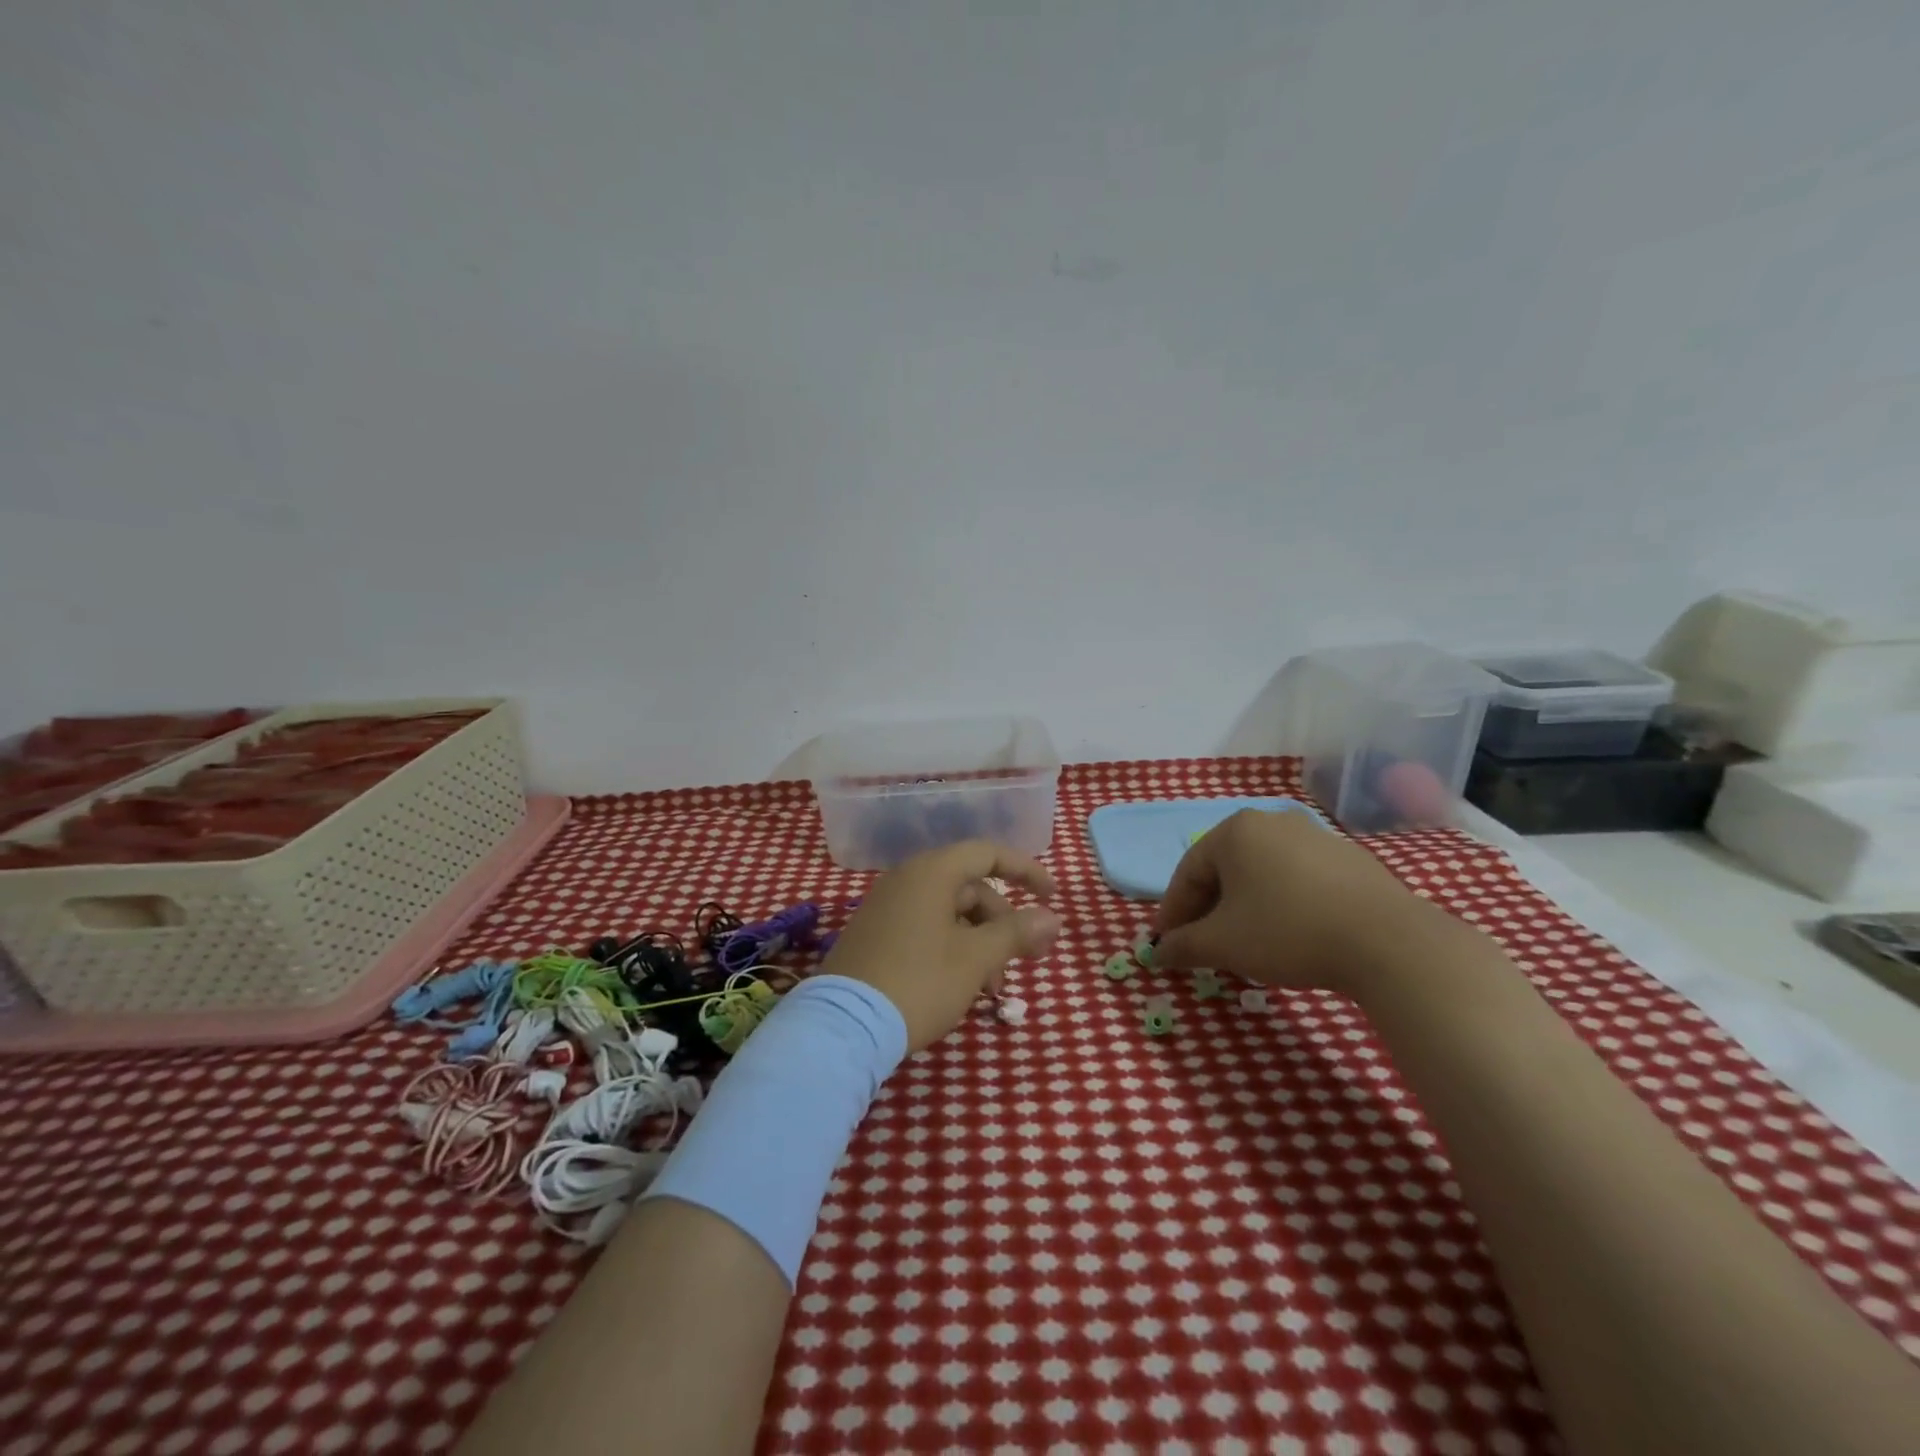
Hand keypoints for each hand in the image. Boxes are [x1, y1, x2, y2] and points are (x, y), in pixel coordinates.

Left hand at [821, 840, 1060, 1051]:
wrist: (844, 1026)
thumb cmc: (919, 982)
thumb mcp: (976, 959)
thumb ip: (1017, 932)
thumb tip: (1053, 918)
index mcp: (932, 872)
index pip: (988, 853)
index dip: (1026, 871)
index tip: (1053, 898)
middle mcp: (907, 879)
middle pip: (971, 888)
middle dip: (1003, 924)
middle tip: (1024, 963)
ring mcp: (887, 907)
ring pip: (950, 913)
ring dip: (980, 943)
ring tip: (991, 989)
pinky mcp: (875, 934)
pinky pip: (926, 928)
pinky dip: (953, 948)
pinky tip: (962, 985)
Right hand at [1153, 809, 1465, 998]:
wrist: (1389, 943)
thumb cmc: (1288, 932)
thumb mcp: (1223, 944)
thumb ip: (1182, 946)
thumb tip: (1157, 953)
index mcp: (1235, 831)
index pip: (1187, 872)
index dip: (1172, 912)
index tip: (1166, 944)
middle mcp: (1272, 822)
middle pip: (1224, 870)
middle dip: (1208, 910)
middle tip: (1201, 946)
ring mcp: (1315, 836)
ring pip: (1261, 874)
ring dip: (1243, 908)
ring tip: (1244, 944)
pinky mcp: (1349, 859)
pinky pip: (1297, 880)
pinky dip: (1281, 904)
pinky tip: (1289, 935)